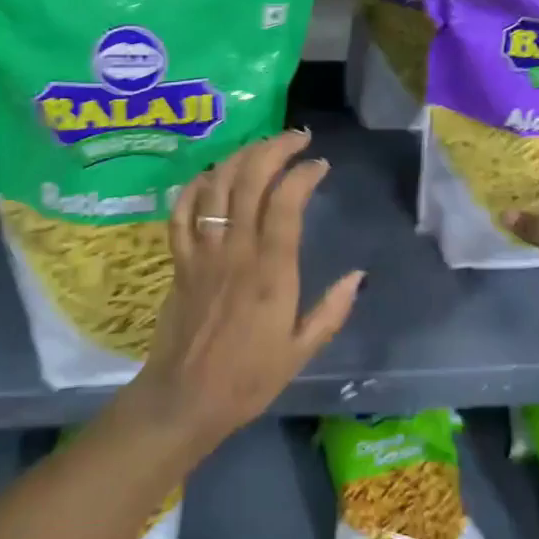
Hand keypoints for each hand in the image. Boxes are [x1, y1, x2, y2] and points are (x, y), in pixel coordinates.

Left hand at [125, 130, 362, 455]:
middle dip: (273, 149)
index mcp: (270, 272)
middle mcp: (236, 251)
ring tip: (261, 147)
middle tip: (296, 139)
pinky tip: (212, 174)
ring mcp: (202, 252)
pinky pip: (181, 212)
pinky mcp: (179, 260)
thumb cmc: (248, 378)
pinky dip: (196, 186)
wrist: (184, 399)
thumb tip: (359, 275)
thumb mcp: (301, 351)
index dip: (303, 173)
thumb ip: (332, 310)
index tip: (320, 164)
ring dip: (240, 157)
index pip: (286, 203)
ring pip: (216, 187)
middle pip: (249, 181)